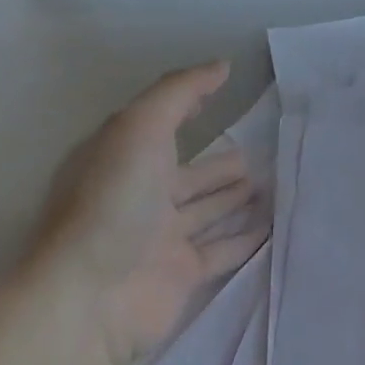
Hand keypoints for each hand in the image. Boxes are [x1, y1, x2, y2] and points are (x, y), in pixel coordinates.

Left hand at [28, 62, 262, 364]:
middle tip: (261, 153)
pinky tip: (274, 225)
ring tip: (275, 184)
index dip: (186, 108)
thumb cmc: (112, 201)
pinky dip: (246, 238)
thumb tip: (222, 66)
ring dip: (236, 199)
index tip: (223, 93)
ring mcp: (160, 239)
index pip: (159, 126)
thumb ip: (180, 92)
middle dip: (220, 165)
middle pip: (188, 175)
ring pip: (207, 212)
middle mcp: (139, 198)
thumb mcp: (140, 127)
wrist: (89, 298)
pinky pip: (222, 249)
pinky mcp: (180, 275)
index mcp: (120, 160)